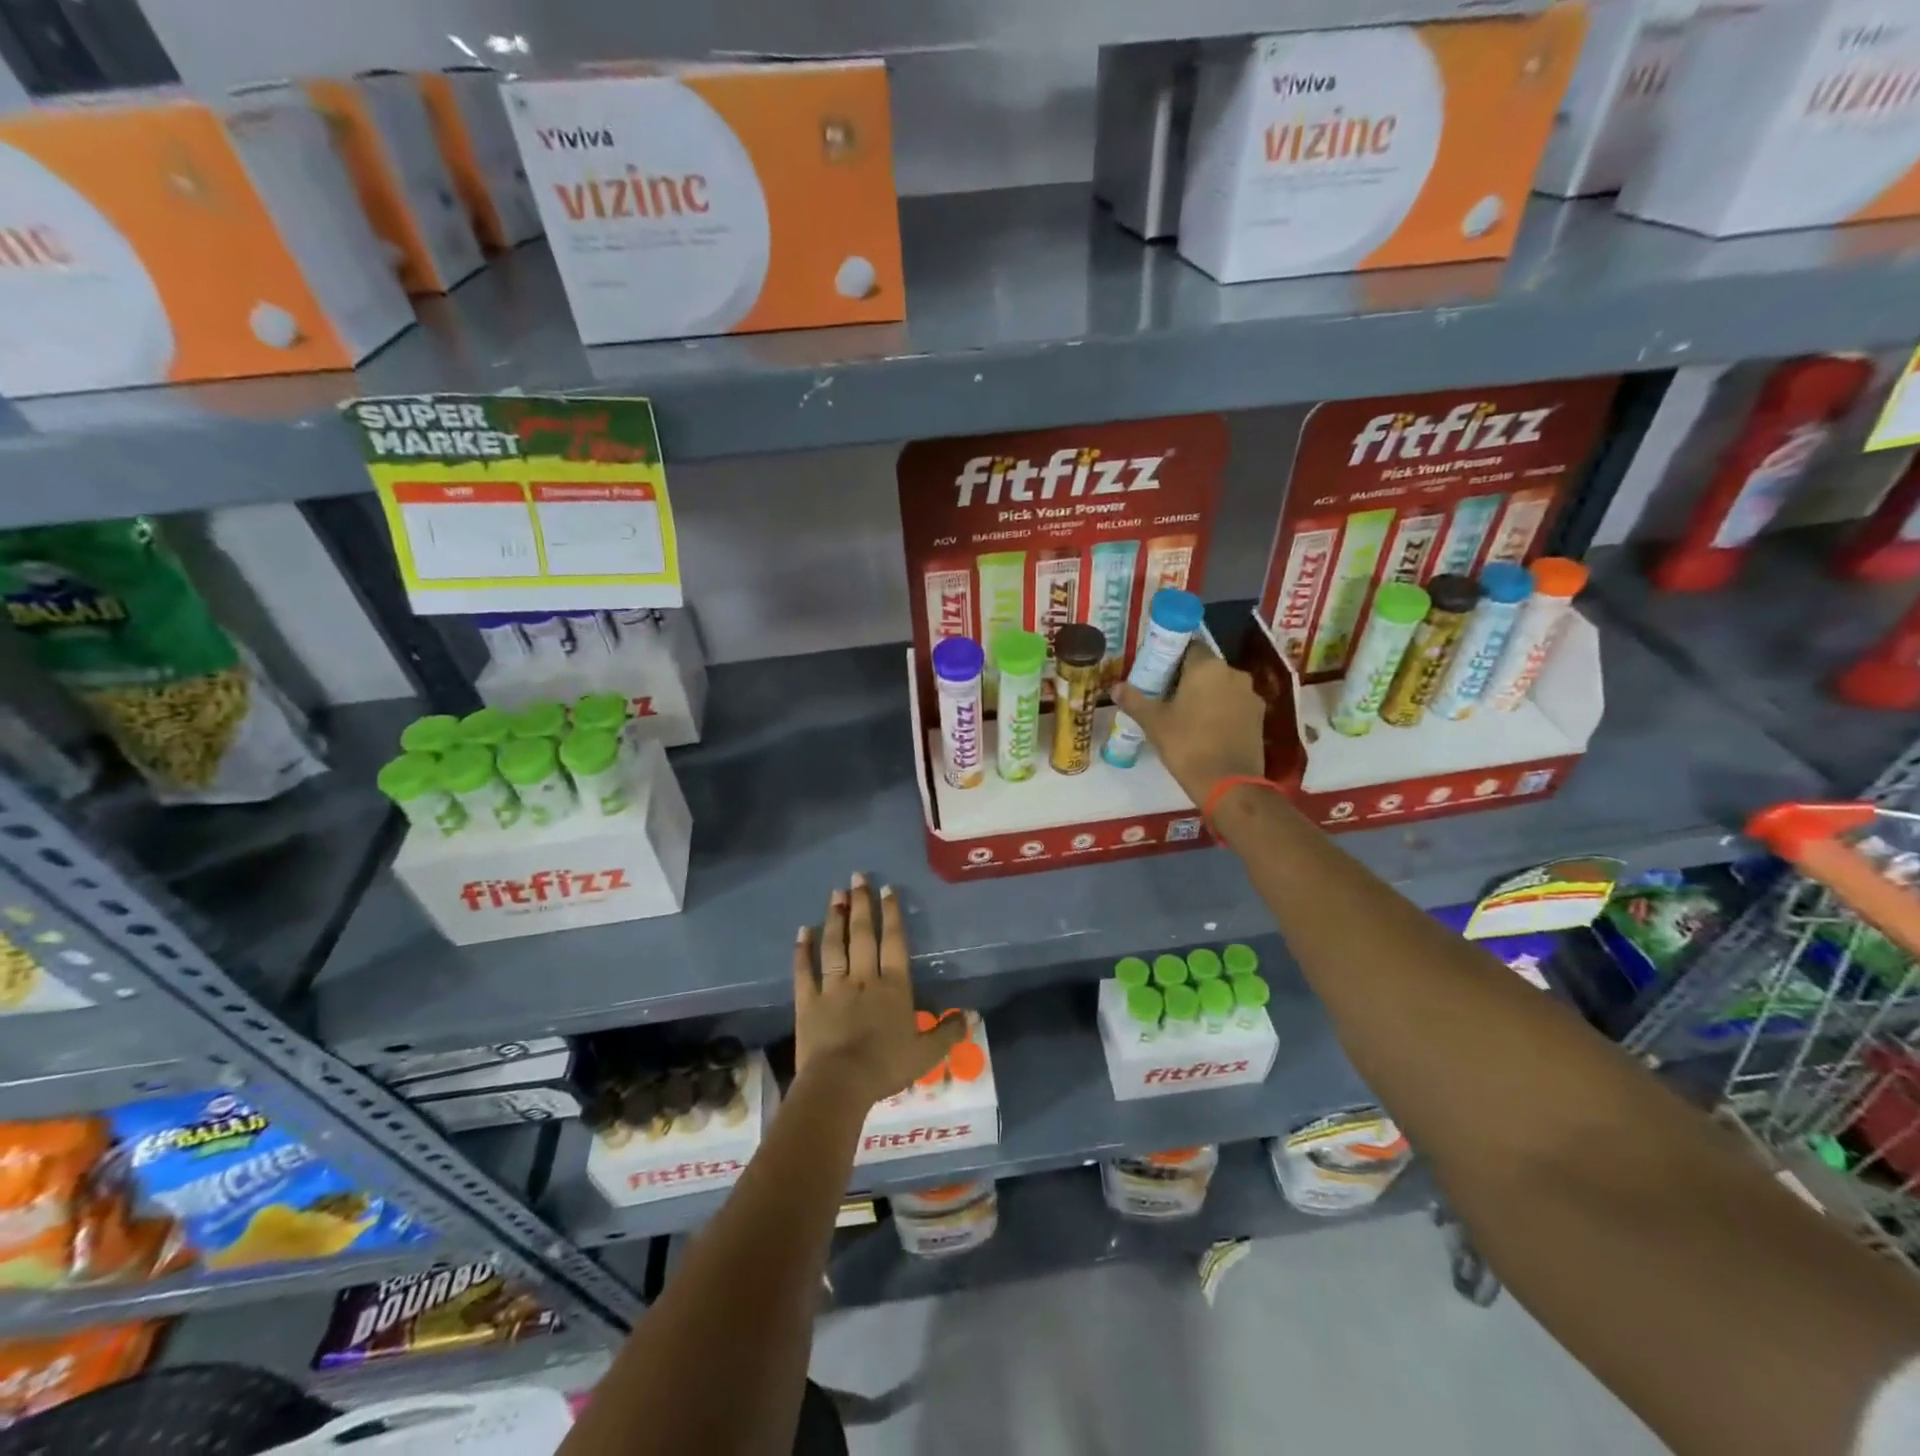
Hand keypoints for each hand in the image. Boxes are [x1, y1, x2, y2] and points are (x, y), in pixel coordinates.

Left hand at [793, 873, 964, 1107]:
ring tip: (835, 893)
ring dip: (834, 918)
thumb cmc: (886, 1067)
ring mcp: (833, 987)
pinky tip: (802, 931)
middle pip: (863, 934)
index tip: (887, 889)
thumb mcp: (926, 1054)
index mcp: (893, 987)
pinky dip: (803, 950)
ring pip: (834, 946)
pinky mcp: (808, 1002)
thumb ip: (948, 1032)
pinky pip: (805, 971)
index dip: (891, 914)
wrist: (840, 1084)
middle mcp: (864, 978)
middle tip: (857, 877)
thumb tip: (972, 1014)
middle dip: (861, 904)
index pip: (894, 942)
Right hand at [1116, 645, 1265, 806]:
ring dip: (1206, 695)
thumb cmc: (1186, 745)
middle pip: (1206, 667)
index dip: (1171, 658)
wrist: (1229, 783)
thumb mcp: (1154, 723)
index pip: (1188, 648)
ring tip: (1186, 715)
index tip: (1157, 675)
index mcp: (1207, 667)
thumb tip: (1115, 687)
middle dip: (1188, 678)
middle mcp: (1233, 673)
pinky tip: (1206, 729)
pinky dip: (1221, 710)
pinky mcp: (1259, 716)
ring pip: (1222, 686)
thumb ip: (1134, 700)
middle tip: (1166, 697)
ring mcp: (1250, 695)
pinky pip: (1234, 704)